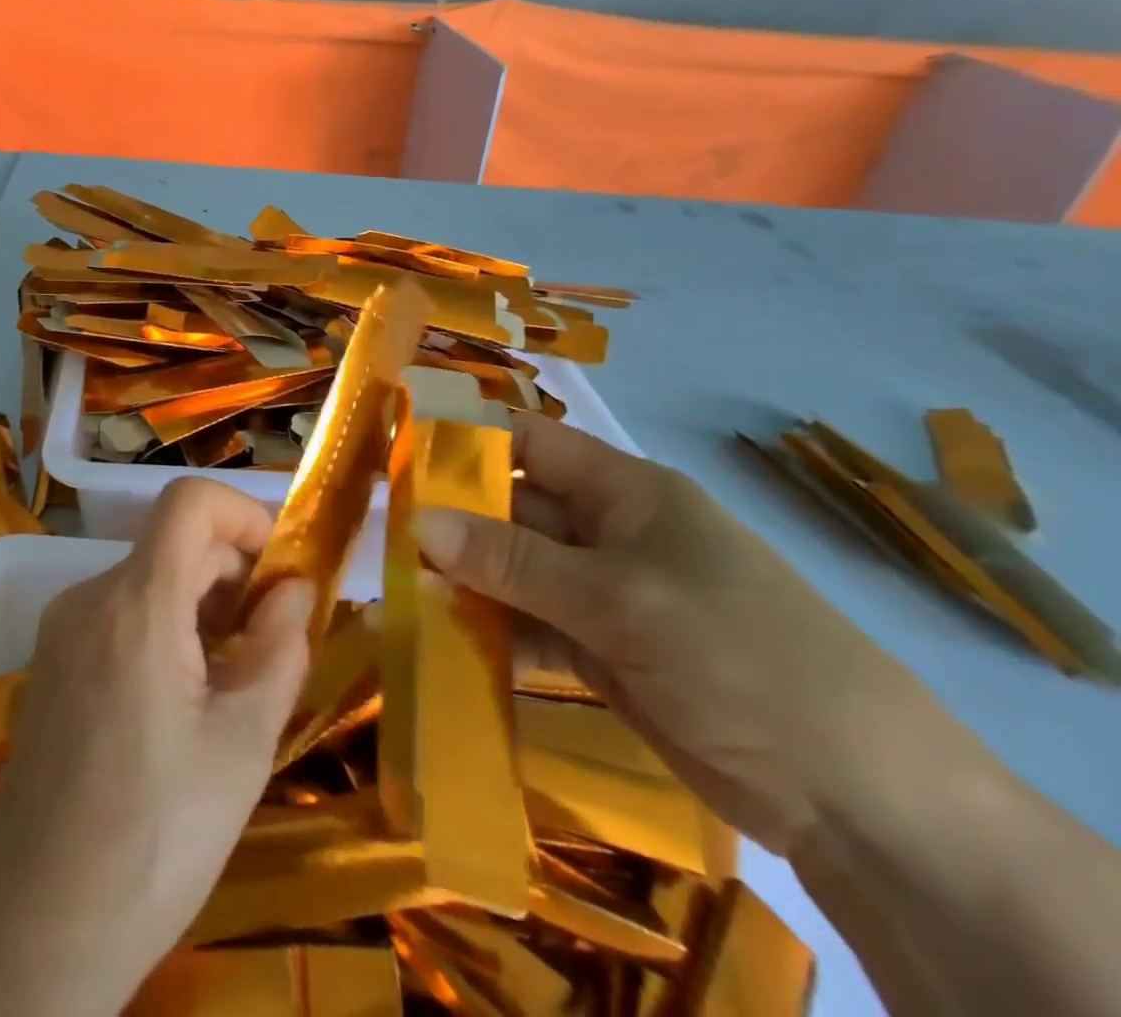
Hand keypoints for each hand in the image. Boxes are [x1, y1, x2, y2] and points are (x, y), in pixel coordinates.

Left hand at [0, 479, 314, 1014]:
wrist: (38, 923)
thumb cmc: (156, 837)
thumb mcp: (242, 745)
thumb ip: (279, 649)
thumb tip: (296, 588)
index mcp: (135, 604)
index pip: (188, 501)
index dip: (243, 514)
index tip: (280, 570)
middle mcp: (89, 597)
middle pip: (173, 544)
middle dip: (233, 573)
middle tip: (273, 640)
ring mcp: (62, 628)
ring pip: (148, 580)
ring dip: (202, 604)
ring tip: (235, 677)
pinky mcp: (52, 661)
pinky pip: (120, 614)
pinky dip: (165, 627)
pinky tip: (185, 697)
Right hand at [414, 413, 936, 856]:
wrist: (860, 801)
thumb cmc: (740, 654)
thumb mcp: (618, 598)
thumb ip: (512, 560)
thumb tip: (416, 521)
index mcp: (623, 491)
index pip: (527, 442)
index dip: (464, 440)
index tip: (396, 454)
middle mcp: (607, 532)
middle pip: (510, 510)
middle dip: (449, 521)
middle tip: (379, 536)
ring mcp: (603, 595)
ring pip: (513, 573)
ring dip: (462, 583)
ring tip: (396, 595)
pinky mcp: (601, 652)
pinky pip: (528, 628)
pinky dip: (489, 635)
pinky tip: (441, 646)